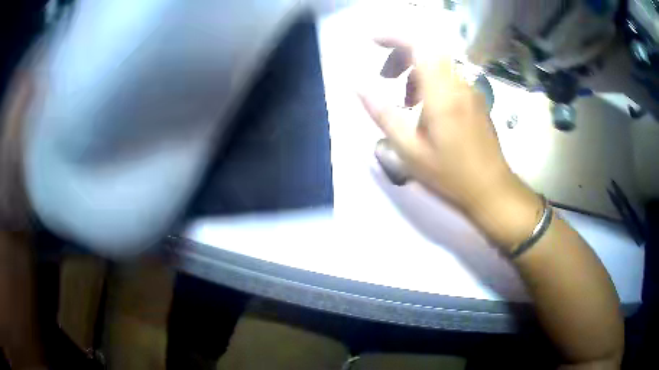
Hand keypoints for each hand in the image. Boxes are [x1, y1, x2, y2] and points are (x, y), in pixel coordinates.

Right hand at [360, 39, 542, 249]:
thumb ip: (382, 114)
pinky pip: (450, 76)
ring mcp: (471, 90)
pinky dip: (431, 79)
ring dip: (415, 69)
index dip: (393, 37)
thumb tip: (358, 86)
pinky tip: (425, 106)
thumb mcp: (409, 151)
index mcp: (442, 93)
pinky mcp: (477, 99)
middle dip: (401, 54)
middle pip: (428, 48)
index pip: (418, 45)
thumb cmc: (450, 175)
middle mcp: (459, 84)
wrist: (492, 190)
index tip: (372, 41)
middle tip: (385, 77)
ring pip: (439, 61)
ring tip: (404, 98)